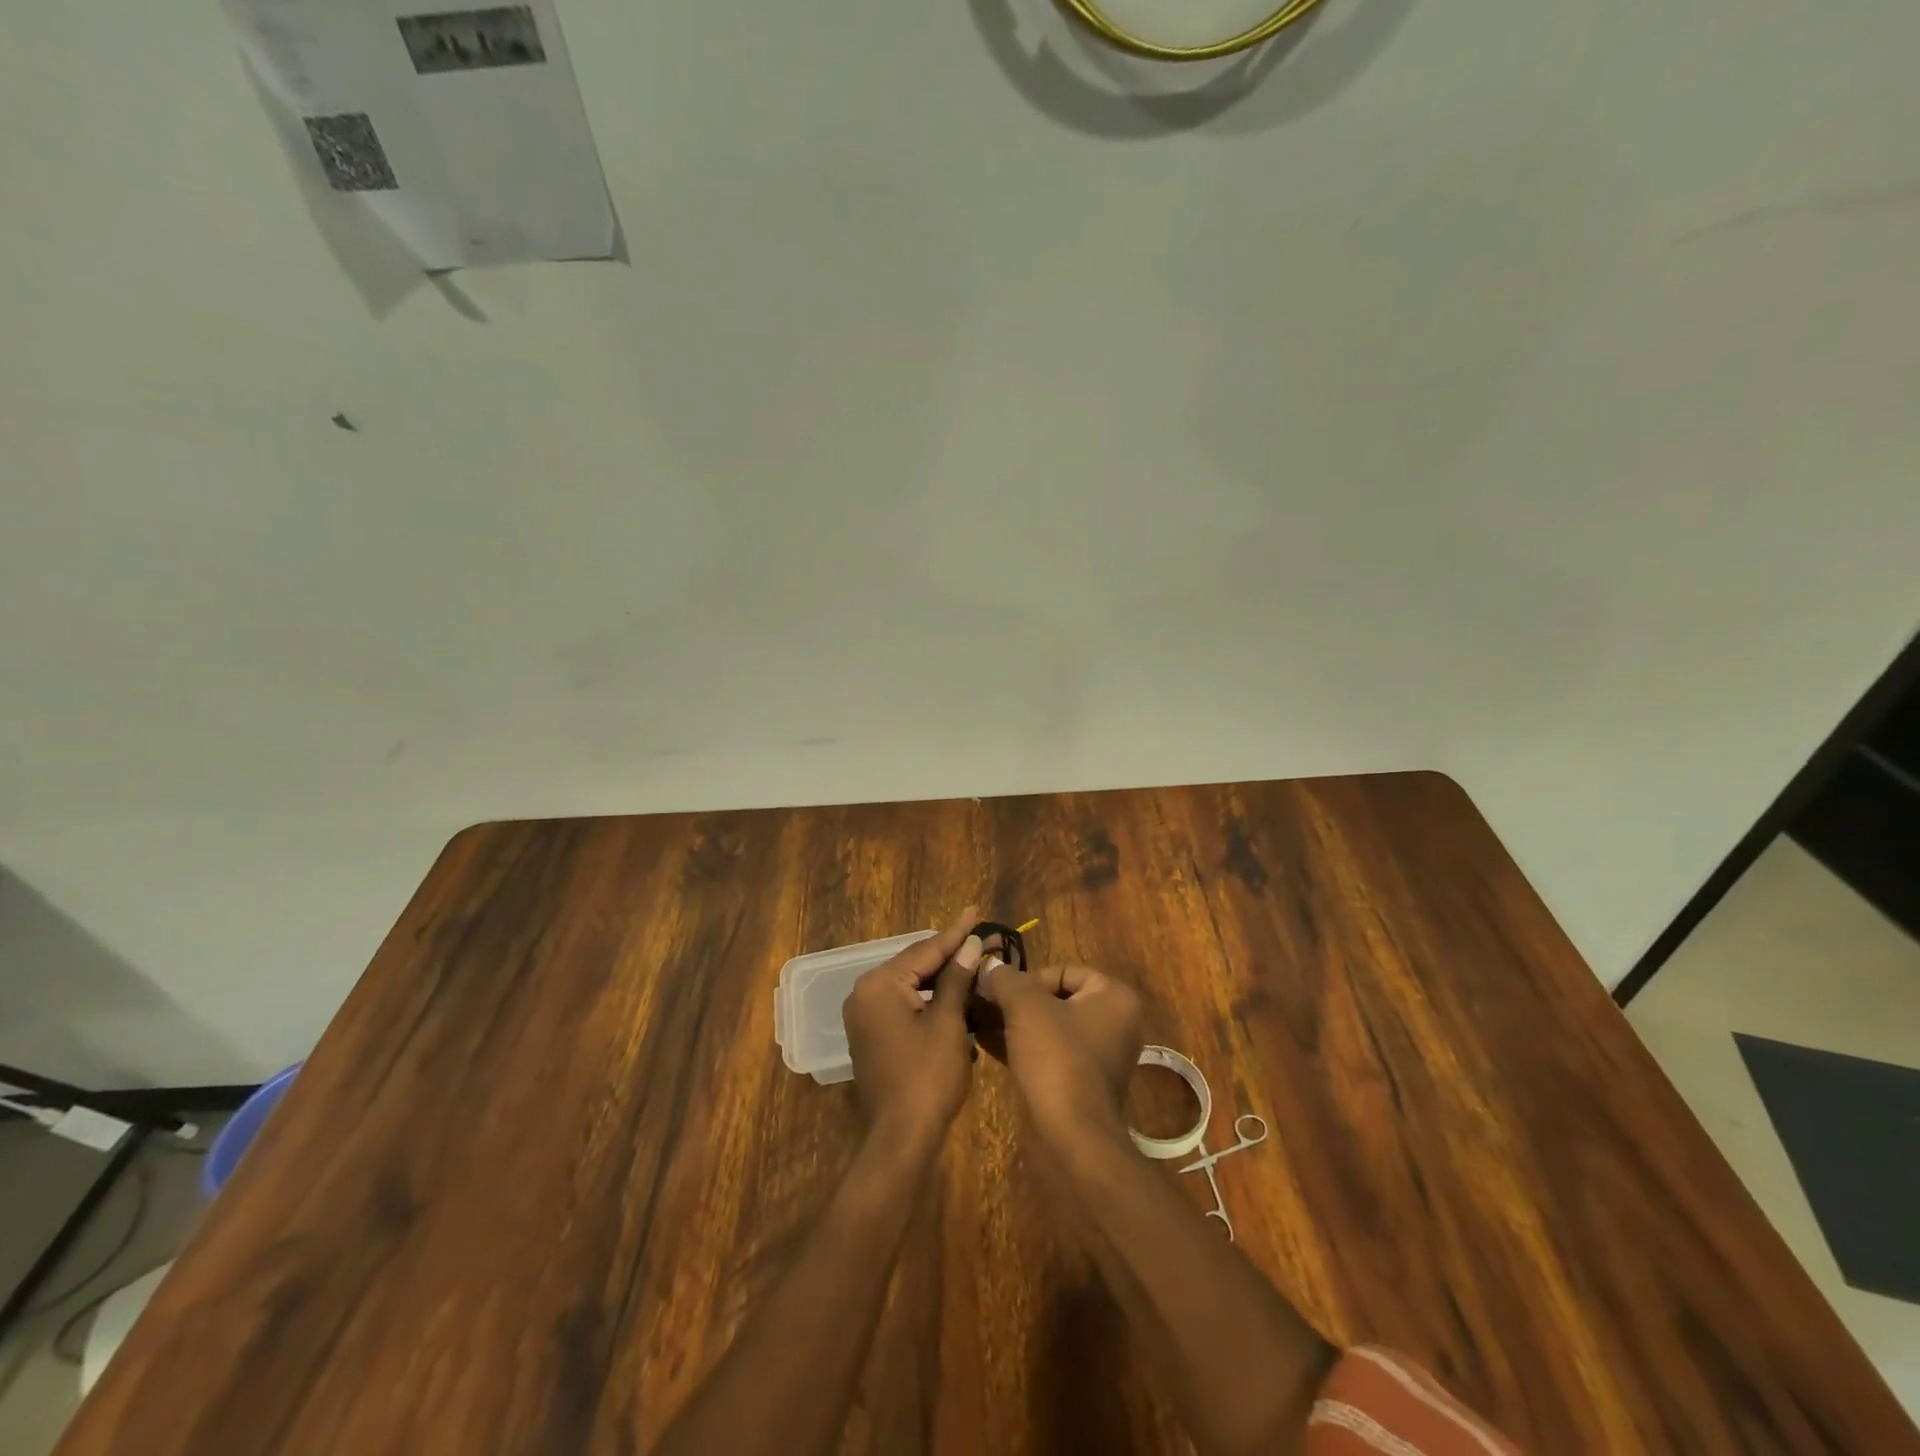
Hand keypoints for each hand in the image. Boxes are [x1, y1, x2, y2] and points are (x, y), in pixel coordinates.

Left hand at [842, 908, 983, 1161]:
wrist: (901, 1139)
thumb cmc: (927, 1078)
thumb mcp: (948, 1023)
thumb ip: (957, 979)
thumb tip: (970, 944)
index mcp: (880, 984)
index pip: (925, 950)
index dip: (956, 933)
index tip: (976, 911)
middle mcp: (865, 992)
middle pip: (917, 964)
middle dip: (953, 953)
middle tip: (986, 938)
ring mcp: (866, 1014)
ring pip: (912, 984)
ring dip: (945, 976)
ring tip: (977, 958)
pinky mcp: (873, 1033)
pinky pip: (905, 1003)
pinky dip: (931, 997)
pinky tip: (957, 990)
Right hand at [978, 957, 1142, 1149]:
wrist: (1073, 1136)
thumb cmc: (1056, 1058)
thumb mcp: (1025, 1007)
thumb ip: (1006, 980)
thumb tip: (989, 967)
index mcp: (1115, 997)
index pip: (1064, 971)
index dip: (1029, 979)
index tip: (1002, 994)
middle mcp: (1117, 1022)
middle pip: (1057, 998)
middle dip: (1019, 1002)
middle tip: (987, 1006)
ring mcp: (1103, 1055)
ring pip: (1051, 1027)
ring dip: (1017, 1024)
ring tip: (982, 1023)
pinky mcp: (1085, 1082)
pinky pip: (1052, 1052)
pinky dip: (1025, 1046)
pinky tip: (990, 1045)